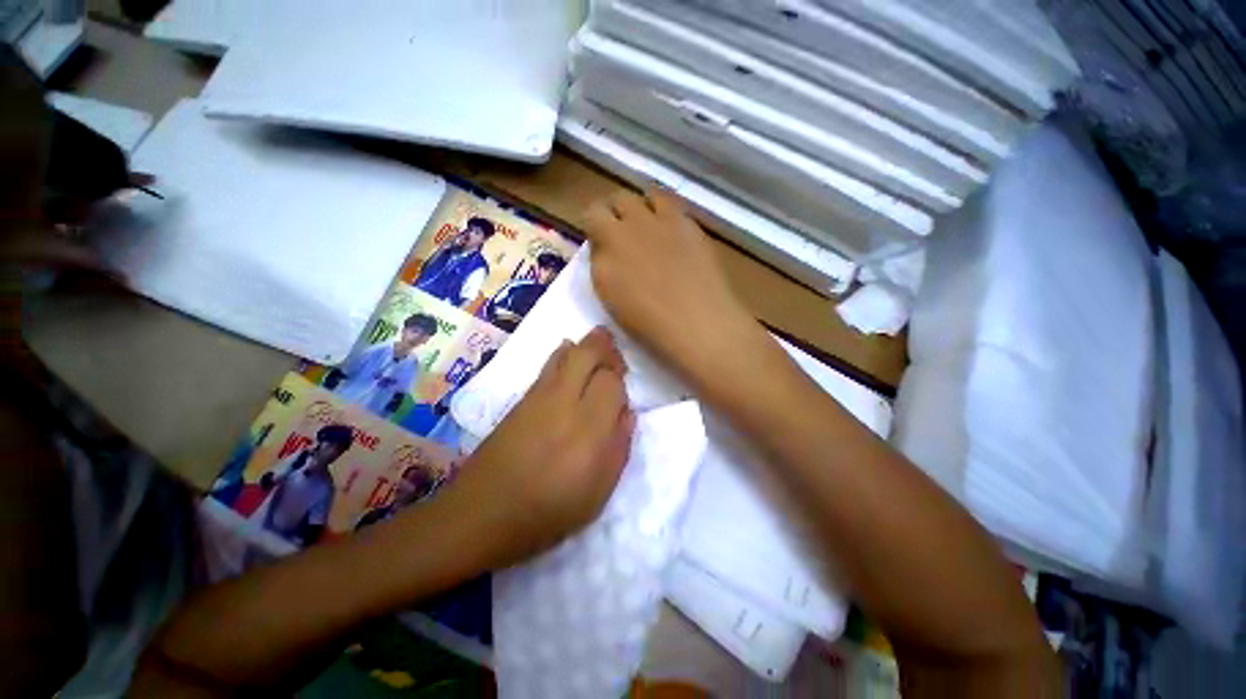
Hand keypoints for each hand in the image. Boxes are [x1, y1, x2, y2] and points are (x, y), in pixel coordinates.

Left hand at [442, 327, 634, 569]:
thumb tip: (627, 411)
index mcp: (589, 431)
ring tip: (598, 350)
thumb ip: (619, 447)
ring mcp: (540, 397)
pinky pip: (549, 365)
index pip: (611, 383)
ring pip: (568, 353)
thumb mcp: (598, 492)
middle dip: (606, 349)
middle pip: (589, 355)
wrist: (484, 513)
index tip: (621, 392)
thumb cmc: (549, 512)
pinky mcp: (522, 398)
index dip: (620, 380)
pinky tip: (570, 354)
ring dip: (587, 346)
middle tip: (615, 360)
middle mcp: (565, 404)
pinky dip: (564, 353)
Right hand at [583, 188, 771, 402]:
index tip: (602, 242)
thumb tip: (606, 251)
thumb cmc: (654, 326)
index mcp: (603, 261)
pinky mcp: (682, 220)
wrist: (698, 321)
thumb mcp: (614, 303)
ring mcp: (653, 223)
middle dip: (611, 213)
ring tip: (644, 222)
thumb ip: (606, 269)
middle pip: (608, 203)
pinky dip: (660, 207)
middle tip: (621, 230)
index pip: (589, 225)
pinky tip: (667, 225)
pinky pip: (664, 199)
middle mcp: (622, 234)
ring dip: (634, 207)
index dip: (596, 230)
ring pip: (634, 196)